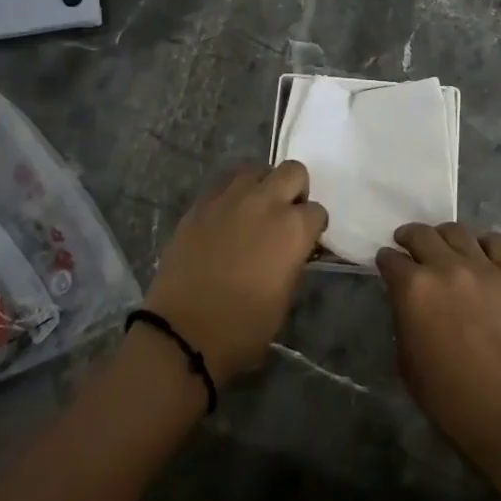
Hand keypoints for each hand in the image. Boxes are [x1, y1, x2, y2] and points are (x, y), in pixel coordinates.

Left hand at [144, 162, 327, 381]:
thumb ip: (293, 261)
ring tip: (255, 209)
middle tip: (285, 214)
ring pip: (256, 169)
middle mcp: (265, 203)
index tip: (306, 239)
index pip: (317, 211)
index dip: (313, 226)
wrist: (183, 332)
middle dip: (295, 190)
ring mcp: (230, 198)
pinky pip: (224, 182)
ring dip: (263, 185)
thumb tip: (292, 248)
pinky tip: (228, 214)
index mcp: (293, 229)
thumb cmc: (243, 327)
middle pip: (293, 171)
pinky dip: (232, 193)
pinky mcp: (201, 203)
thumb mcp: (284, 298)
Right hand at [377, 223, 500, 467]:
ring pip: (457, 231)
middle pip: (421, 234)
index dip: (385, 261)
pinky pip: (496, 242)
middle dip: (408, 238)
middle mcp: (446, 267)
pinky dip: (483, 244)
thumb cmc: (451, 400)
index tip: (386, 265)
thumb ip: (403, 320)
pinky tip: (480, 257)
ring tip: (443, 248)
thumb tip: (408, 301)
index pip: (390, 259)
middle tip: (407, 247)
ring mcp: (483, 267)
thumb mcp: (407, 363)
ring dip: (443, 236)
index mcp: (414, 289)